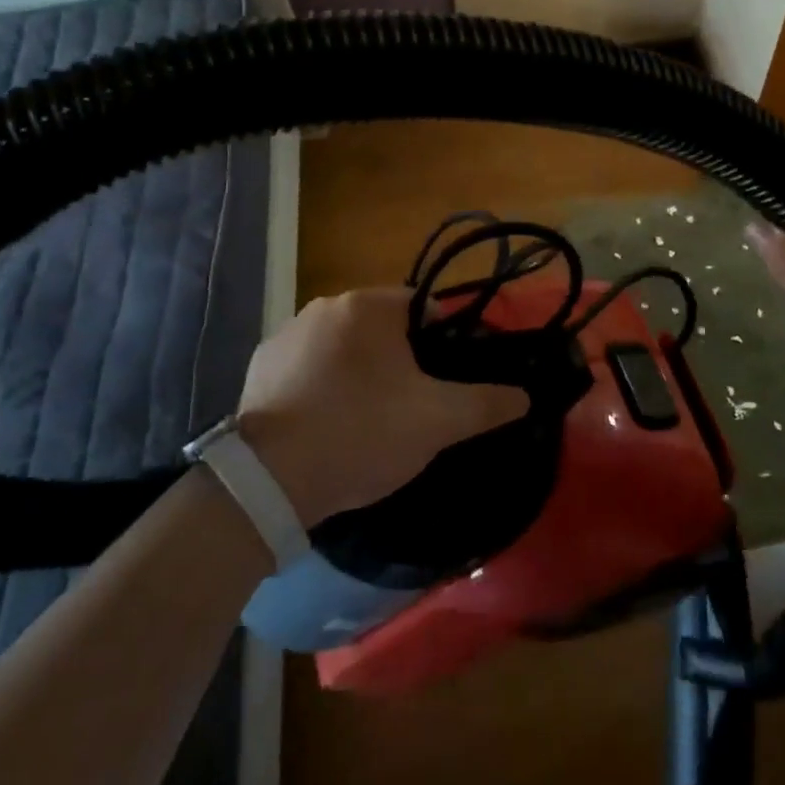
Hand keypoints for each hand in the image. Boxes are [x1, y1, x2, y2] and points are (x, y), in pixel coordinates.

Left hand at [233, 288, 529, 528]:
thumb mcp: (437, 422)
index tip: (444, 381)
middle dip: (400, 359)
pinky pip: (306, 366)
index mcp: (368, 306)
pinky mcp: (259, 364)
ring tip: (366, 421)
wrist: (269, 479)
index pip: (423, 307)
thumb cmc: (362, 433)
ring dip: (359, 371)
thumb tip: (525, 395)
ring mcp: (286, 333)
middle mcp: (325, 306)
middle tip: (410, 407)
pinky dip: (321, 384)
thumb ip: (487, 404)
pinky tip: (324, 423)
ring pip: (343, 346)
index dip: (441, 342)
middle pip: (381, 326)